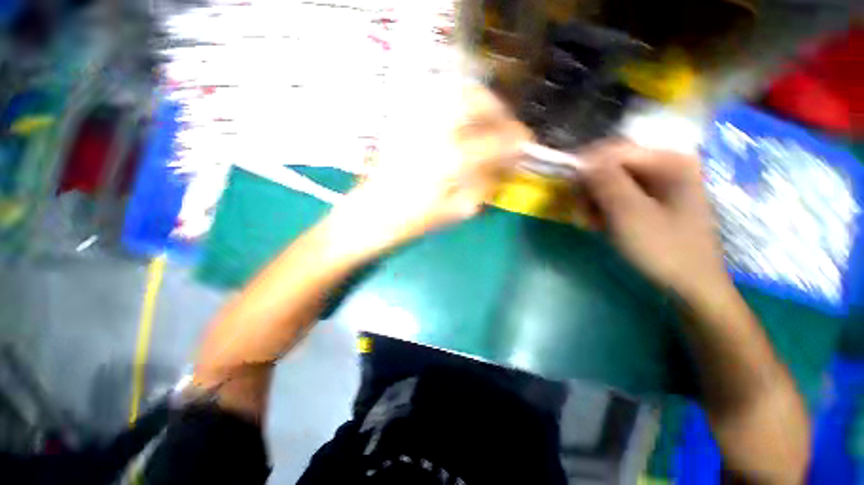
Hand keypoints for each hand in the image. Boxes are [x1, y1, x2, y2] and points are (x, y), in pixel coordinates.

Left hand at [324, 85, 531, 258]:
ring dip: (480, 104)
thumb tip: (507, 162)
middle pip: (477, 101)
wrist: (368, 216)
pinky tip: (461, 124)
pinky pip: (437, 100)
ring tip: (486, 124)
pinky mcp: (402, 120)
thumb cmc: (412, 221)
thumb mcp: (457, 212)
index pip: (496, 139)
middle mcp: (434, 130)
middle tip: (506, 129)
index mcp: (451, 160)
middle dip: (500, 112)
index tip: (526, 143)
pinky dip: (457, 105)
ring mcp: (415, 120)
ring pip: (456, 93)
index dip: (517, 139)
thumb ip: (486, 183)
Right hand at [579, 141, 730, 304]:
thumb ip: (606, 182)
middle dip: (591, 189)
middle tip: (581, 214)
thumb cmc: (664, 249)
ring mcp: (662, 184)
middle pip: (613, 165)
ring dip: (595, 202)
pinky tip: (601, 225)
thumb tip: (582, 161)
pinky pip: (621, 196)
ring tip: (590, 224)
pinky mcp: (655, 201)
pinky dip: (606, 209)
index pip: (614, 150)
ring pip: (613, 182)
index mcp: (669, 161)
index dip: (586, 165)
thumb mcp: (630, 214)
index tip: (568, 189)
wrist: (691, 286)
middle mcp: (667, 166)